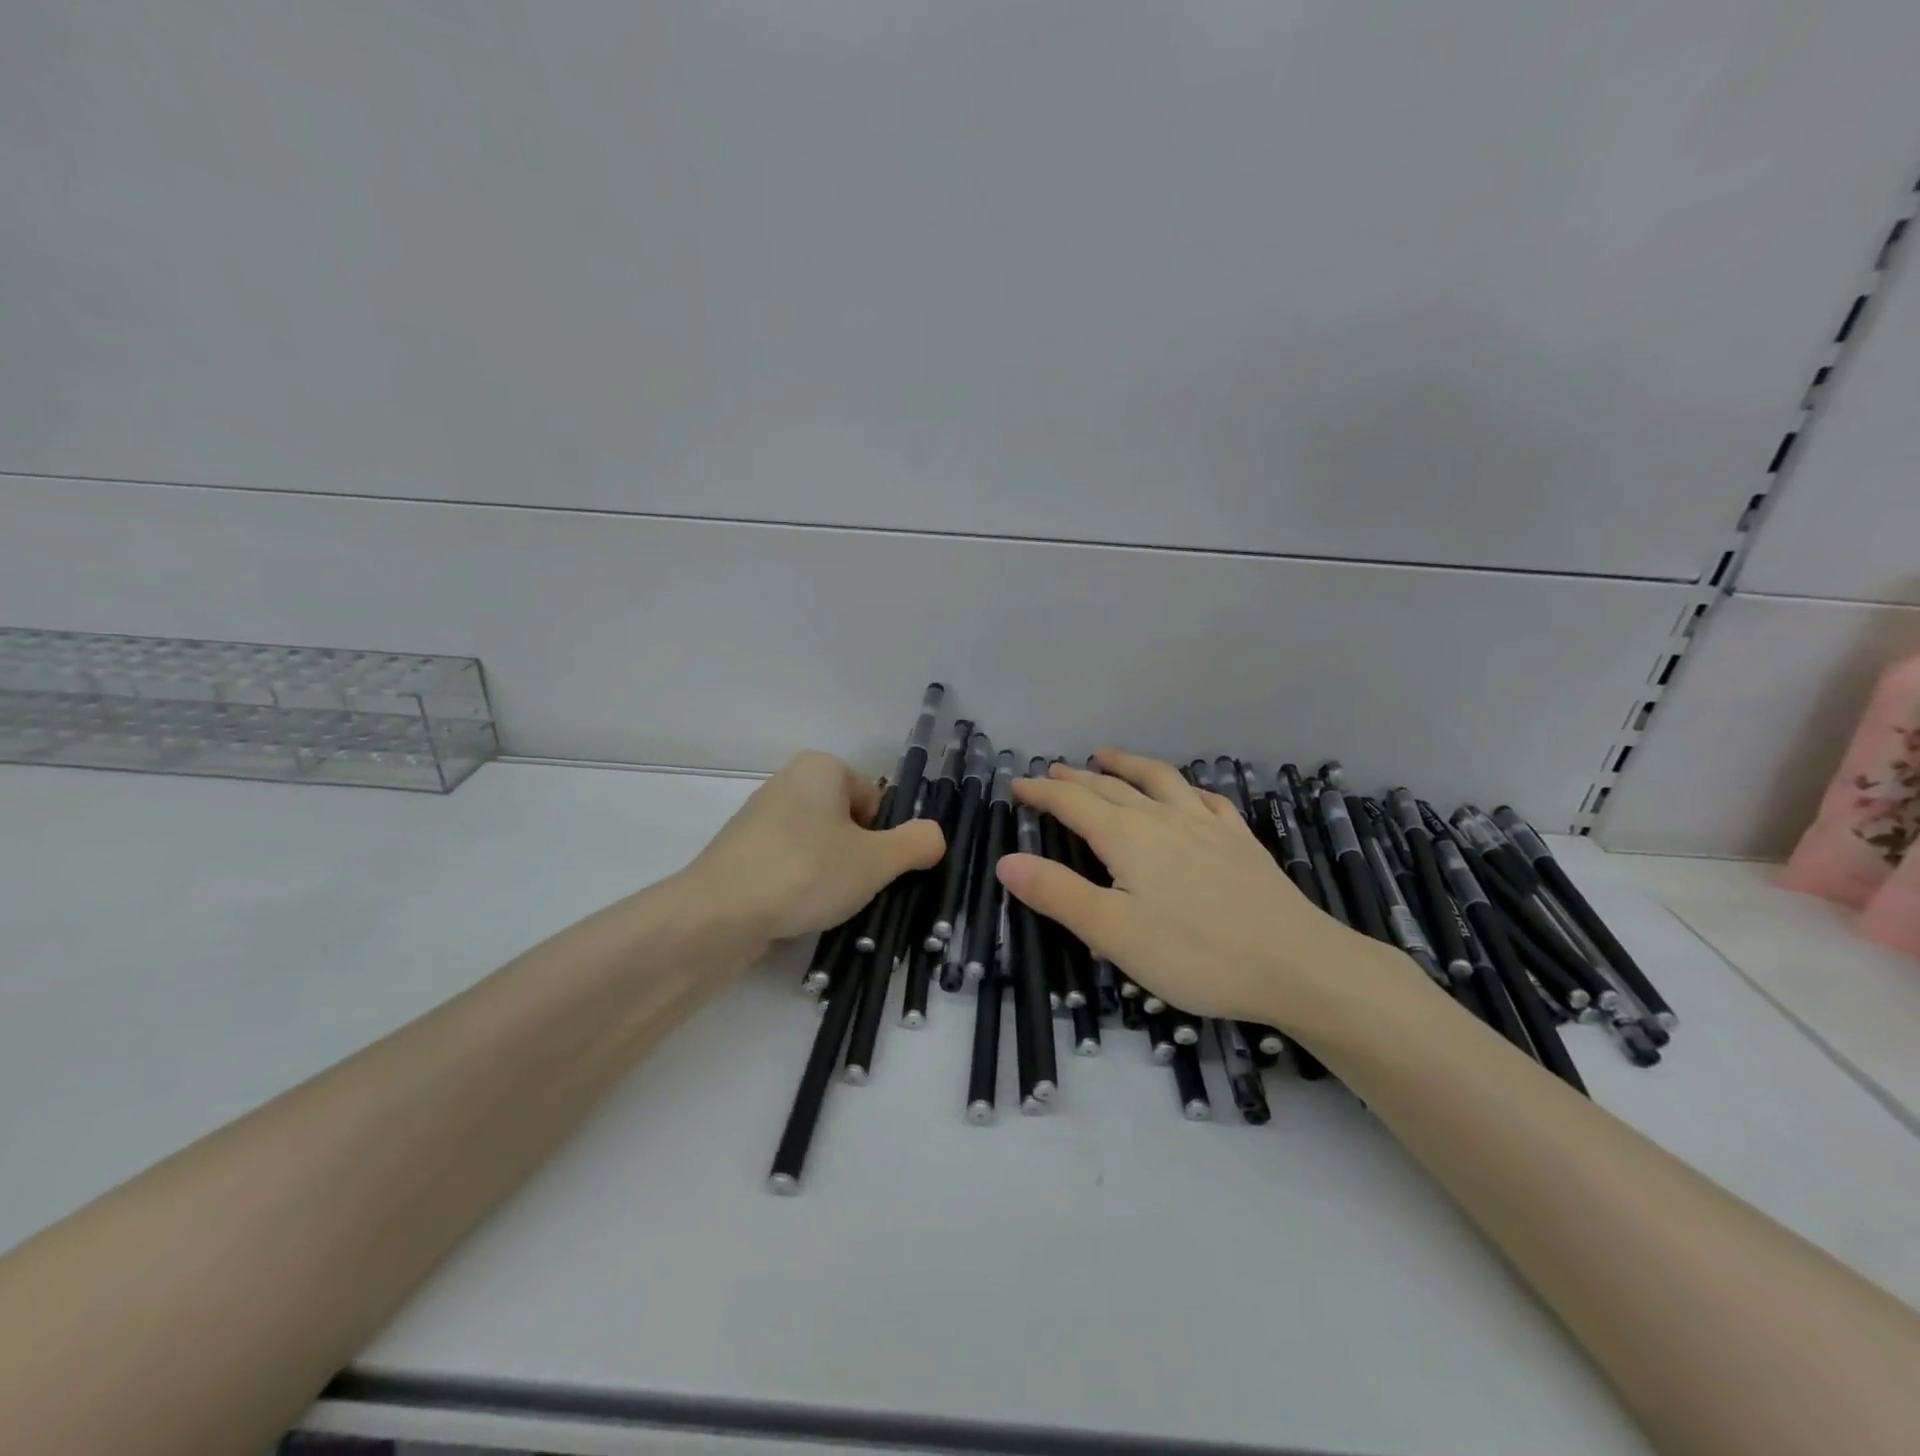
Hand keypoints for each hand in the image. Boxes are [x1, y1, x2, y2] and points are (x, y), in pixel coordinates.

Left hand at [683, 750, 944, 942]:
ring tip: (823, 905)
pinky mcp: (740, 852)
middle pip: (846, 822)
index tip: (875, 868)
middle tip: (854, 888)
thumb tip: (935, 836)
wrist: (719, 913)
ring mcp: (759, 817)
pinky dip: (798, 885)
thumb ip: (916, 844)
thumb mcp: (877, 860)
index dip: (883, 837)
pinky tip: (795, 911)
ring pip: (817, 846)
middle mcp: (788, 781)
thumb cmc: (807, 871)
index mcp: (822, 767)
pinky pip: (787, 864)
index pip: (874, 800)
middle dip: (856, 856)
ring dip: (829, 874)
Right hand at [997, 750, 1407, 1031]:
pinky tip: (1187, 792)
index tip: (1017, 784)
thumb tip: (1006, 861)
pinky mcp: (1241, 840)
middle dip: (1075, 778)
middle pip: (1111, 787)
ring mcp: (1208, 825)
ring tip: (1106, 756)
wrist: (1297, 964)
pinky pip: (1206, 799)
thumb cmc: (1196, 954)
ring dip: (1127, 765)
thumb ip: (1057, 893)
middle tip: (1051, 771)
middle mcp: (1164, 819)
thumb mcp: (1113, 933)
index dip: (1042, 792)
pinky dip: (1184, 788)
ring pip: (1159, 780)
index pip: (1073, 803)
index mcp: (1128, 838)